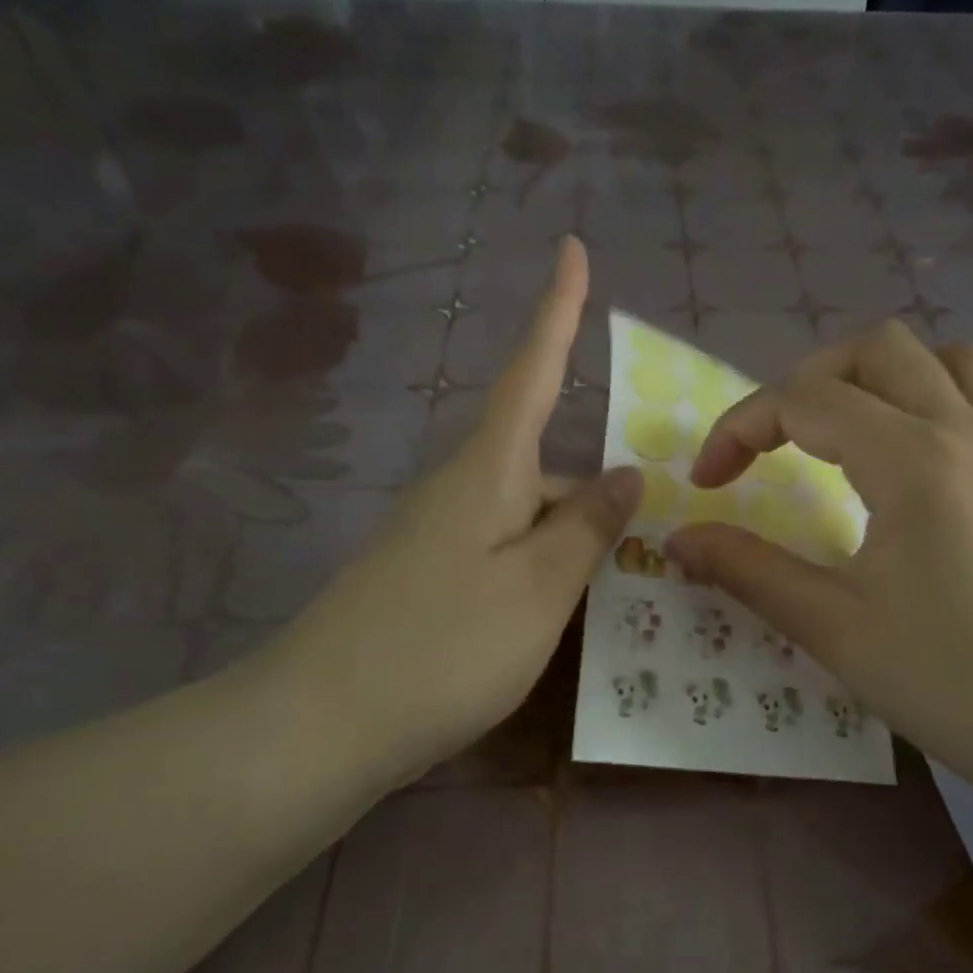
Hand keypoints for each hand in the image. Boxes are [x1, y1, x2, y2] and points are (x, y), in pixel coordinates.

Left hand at [262, 236, 638, 789]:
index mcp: (487, 472)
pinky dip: (543, 568)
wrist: (322, 725)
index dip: (557, 313)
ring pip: (525, 515)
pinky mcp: (428, 582)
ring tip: (623, 581)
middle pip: (540, 463)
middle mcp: (458, 491)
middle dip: (592, 487)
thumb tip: (625, 473)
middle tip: (650, 527)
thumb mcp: (539, 587)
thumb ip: (587, 527)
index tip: (573, 248)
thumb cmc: (444, 647)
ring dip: (572, 536)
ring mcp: (438, 539)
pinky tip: (566, 611)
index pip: (531, 373)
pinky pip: (505, 554)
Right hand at [666, 321, 972, 790]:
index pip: (805, 400)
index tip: (708, 482)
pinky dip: (940, 398)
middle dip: (805, 383)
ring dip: (880, 377)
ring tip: (843, 432)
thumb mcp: (831, 627)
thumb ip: (748, 570)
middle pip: (875, 350)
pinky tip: (917, 451)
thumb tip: (678, 539)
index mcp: (912, 460)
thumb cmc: (946, 680)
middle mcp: (964, 432)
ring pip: (944, 358)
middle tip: (771, 446)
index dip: (740, 428)